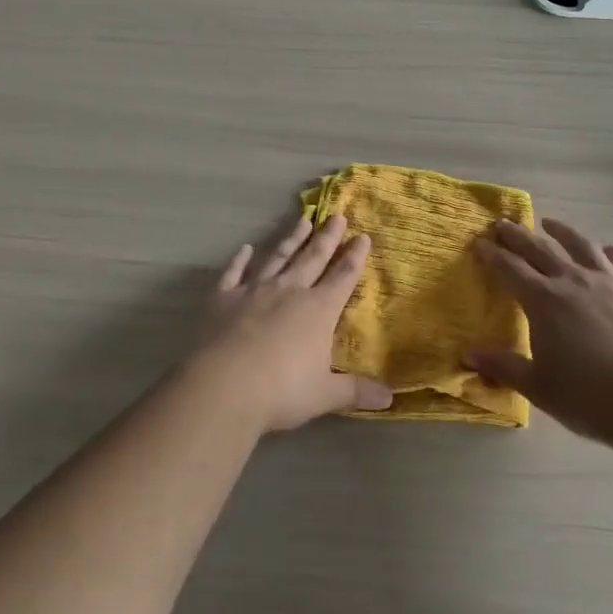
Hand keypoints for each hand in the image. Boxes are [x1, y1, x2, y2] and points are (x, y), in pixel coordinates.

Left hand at [195, 214, 393, 431]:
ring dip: (291, 239)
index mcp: (318, 310)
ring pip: (278, 257)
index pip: (343, 277)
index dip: (354, 257)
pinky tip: (244, 248)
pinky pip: (233, 273)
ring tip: (303, 220)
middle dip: (327, 237)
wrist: (224, 386)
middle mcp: (289, 290)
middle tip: (337, 215)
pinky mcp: (223, 298)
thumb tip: (389, 398)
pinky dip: (239, 260)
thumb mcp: (325, 395)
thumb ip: (356, 392)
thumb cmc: (282, 391)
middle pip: (313, 258)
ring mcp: (254, 290)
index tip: (363, 236)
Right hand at [466, 218, 612, 443]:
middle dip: (518, 235)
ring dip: (563, 231)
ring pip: (582, 245)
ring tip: (550, 223)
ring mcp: (612, 281)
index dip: (491, 254)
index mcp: (543, 300)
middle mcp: (574, 280)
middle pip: (540, 249)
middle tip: (503, 224)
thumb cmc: (589, 398)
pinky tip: (611, 250)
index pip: (509, 268)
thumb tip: (468, 356)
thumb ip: (503, 367)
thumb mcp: (538, 388)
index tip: (478, 243)